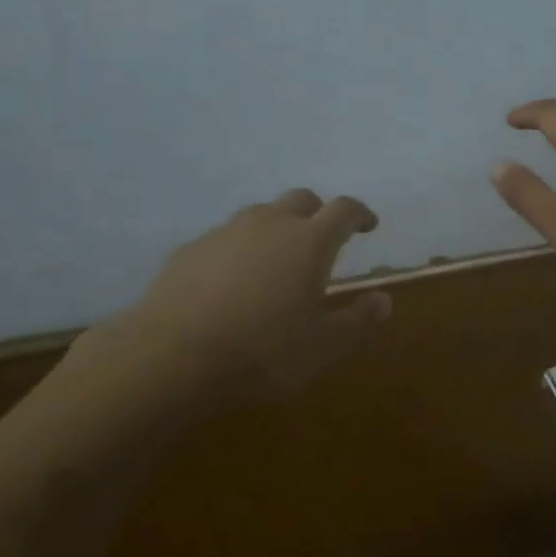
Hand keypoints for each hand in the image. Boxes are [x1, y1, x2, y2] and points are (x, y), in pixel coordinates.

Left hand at [72, 189, 391, 404]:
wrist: (172, 356)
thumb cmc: (264, 351)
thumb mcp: (324, 346)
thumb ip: (359, 320)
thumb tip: (383, 299)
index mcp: (309, 241)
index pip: (343, 210)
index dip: (359, 214)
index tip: (368, 226)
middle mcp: (269, 224)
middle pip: (301, 200)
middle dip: (317, 214)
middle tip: (323, 240)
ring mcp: (225, 233)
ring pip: (260, 216)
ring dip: (276, 230)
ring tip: (277, 264)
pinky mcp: (189, 250)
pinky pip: (225, 240)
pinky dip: (239, 252)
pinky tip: (232, 284)